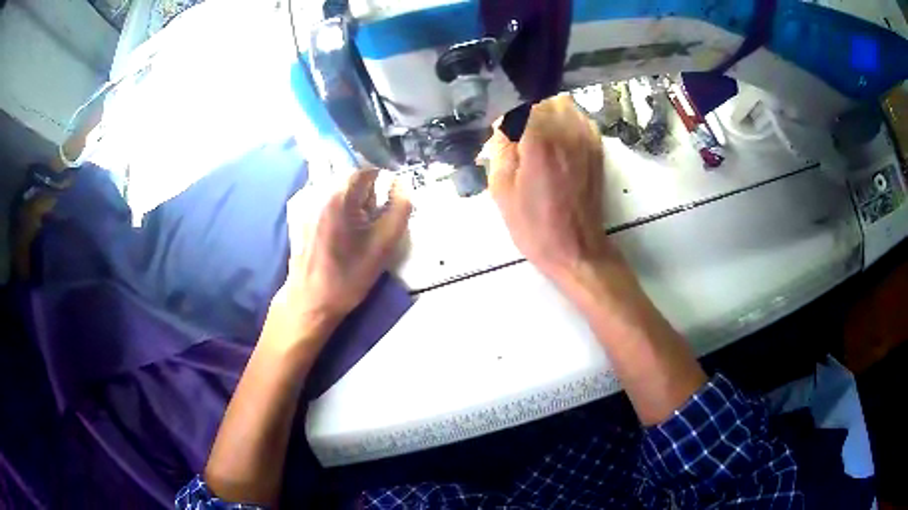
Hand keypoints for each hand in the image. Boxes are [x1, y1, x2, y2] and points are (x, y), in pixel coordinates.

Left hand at [271, 168, 411, 343]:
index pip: (368, 171)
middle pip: (351, 177)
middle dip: (365, 196)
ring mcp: (303, 200)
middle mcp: (317, 189)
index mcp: (338, 194)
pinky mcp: (296, 212)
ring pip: (337, 187)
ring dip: (350, 202)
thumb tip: (403, 184)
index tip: (383, 212)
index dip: (382, 189)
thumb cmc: (348, 275)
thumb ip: (400, 208)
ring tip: (351, 230)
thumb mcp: (384, 244)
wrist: (310, 300)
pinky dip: (335, 208)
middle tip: (368, 225)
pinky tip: (335, 232)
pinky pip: (323, 197)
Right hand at [483, 95, 612, 280]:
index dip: (504, 110)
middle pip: (540, 97)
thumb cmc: (534, 225)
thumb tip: (503, 124)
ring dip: (544, 112)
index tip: (498, 126)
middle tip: (514, 133)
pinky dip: (563, 121)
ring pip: (561, 103)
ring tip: (534, 135)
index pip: (519, 100)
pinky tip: (554, 141)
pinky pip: (578, 117)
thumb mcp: (502, 189)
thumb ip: (500, 147)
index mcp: (539, 139)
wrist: (576, 249)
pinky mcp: (596, 146)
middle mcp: (566, 129)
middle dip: (523, 109)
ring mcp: (586, 136)